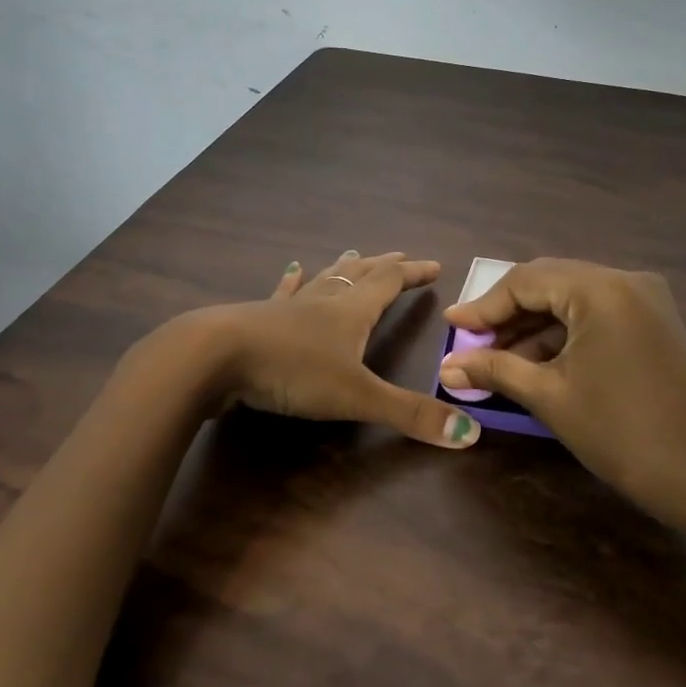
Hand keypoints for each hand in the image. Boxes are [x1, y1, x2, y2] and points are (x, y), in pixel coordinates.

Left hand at [205, 251, 481, 448]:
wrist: (215, 357)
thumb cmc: (291, 370)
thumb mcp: (357, 396)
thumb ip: (409, 414)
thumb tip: (470, 433)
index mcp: (351, 312)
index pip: (389, 283)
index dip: (413, 274)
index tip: (434, 266)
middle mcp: (323, 302)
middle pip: (359, 274)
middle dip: (384, 266)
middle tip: (400, 256)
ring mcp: (288, 307)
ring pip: (324, 279)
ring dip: (343, 267)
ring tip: (354, 253)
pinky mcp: (258, 318)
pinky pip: (283, 293)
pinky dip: (293, 281)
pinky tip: (292, 270)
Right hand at [439, 258, 685, 521]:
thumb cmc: (621, 432)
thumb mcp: (550, 396)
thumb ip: (495, 371)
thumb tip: (447, 368)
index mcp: (600, 288)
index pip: (526, 280)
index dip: (484, 305)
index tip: (451, 326)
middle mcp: (625, 280)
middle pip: (549, 283)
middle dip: (507, 314)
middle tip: (471, 343)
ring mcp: (645, 300)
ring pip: (573, 300)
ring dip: (534, 326)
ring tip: (497, 359)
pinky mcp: (654, 323)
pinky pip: (596, 315)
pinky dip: (564, 334)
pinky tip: (536, 361)